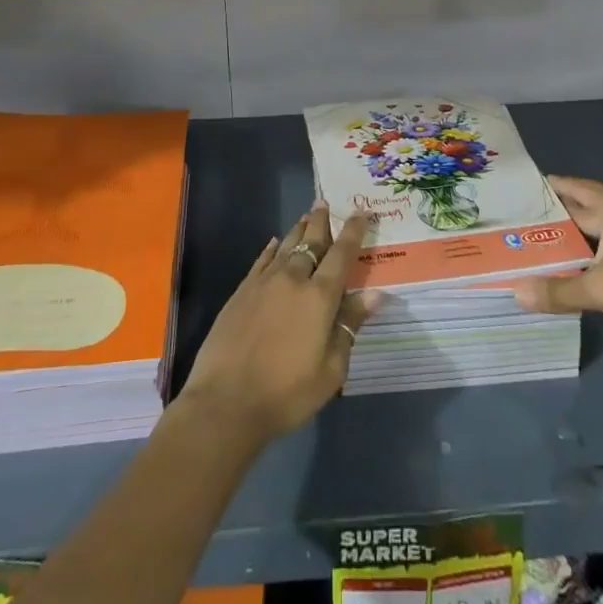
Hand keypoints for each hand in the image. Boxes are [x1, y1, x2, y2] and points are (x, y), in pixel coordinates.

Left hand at [177, 203, 377, 448]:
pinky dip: (272, 249)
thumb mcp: (331, 369)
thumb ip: (350, 326)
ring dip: (298, 230)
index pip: (342, 255)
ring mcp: (264, 283)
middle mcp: (293, 279)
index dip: (354, 231)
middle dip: (321, 221)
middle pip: (311, 242)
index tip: (361, 212)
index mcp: (320, 297)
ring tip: (306, 216)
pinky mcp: (241, 292)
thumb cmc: (287, 393)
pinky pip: (261, 260)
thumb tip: (375, 294)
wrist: (227, 402)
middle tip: (325, 201)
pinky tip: (275, 243)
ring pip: (286, 246)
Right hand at [512, 176, 602, 405]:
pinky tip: (587, 264)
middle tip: (532, 215)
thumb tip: (516, 293)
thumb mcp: (597, 289)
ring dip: (584, 232)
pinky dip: (600, 249)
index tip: (531, 185)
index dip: (556, 186)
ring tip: (553, 240)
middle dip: (565, 211)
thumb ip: (557, 290)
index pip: (579, 189)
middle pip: (593, 207)